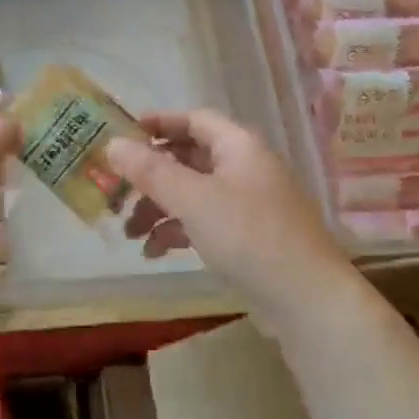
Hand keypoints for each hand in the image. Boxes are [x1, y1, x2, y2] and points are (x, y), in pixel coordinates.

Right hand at [103, 110, 348, 313]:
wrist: (305, 299)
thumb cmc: (248, 235)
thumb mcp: (193, 199)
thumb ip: (151, 171)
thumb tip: (113, 144)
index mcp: (239, 146)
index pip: (195, 119)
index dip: (159, 123)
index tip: (123, 134)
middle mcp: (245, 168)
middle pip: (190, 158)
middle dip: (152, 175)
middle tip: (117, 189)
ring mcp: (249, 204)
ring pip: (194, 193)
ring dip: (160, 207)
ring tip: (130, 232)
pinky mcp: (248, 237)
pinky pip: (205, 222)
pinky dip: (178, 231)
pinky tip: (154, 252)